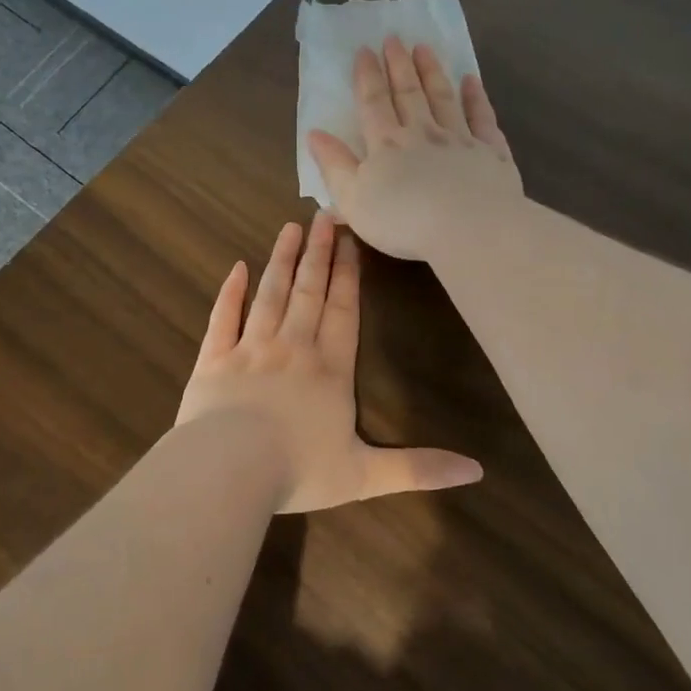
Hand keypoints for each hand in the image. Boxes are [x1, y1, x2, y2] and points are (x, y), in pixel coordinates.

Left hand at [177, 212, 482, 513]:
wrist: (228, 470)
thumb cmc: (298, 470)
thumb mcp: (365, 475)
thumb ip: (418, 468)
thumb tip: (477, 471)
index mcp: (329, 370)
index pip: (343, 312)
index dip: (348, 275)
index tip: (349, 240)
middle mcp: (292, 348)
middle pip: (308, 292)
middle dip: (318, 253)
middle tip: (322, 215)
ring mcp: (249, 349)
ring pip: (270, 294)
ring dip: (281, 260)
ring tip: (289, 228)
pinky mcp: (213, 359)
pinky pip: (223, 317)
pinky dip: (230, 292)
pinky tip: (237, 268)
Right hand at [306, 36, 524, 262]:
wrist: (468, 228)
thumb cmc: (403, 221)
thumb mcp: (353, 199)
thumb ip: (334, 165)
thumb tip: (315, 133)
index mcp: (387, 145)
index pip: (373, 103)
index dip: (367, 76)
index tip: (364, 50)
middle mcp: (423, 134)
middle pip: (409, 93)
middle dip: (399, 65)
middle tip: (394, 38)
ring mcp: (460, 140)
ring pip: (444, 98)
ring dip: (432, 72)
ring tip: (425, 48)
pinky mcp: (491, 154)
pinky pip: (482, 119)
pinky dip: (476, 98)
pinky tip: (472, 81)